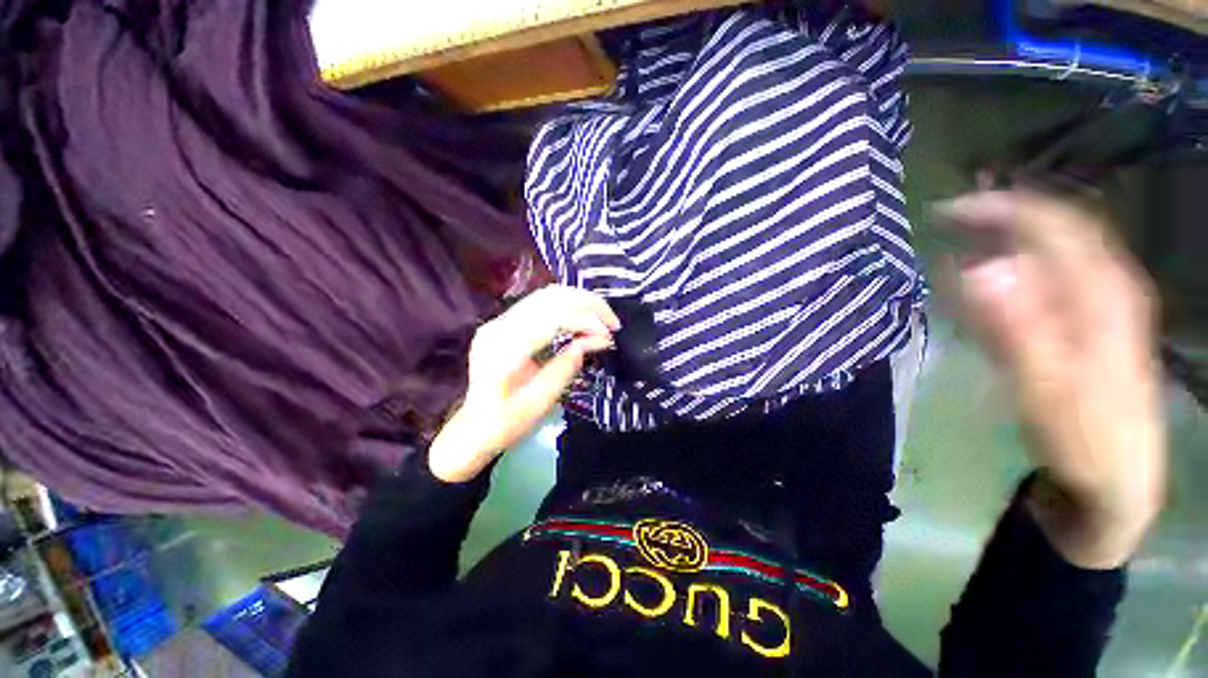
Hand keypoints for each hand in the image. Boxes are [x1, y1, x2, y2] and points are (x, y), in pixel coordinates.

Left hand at [428, 286, 619, 482]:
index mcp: (505, 350)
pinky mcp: (503, 323)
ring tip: (602, 318)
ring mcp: (498, 322)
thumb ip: (568, 365)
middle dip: (588, 304)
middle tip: (613, 322)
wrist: (473, 428)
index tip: (610, 335)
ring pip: (546, 295)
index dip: (586, 321)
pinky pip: (540, 304)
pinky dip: (567, 307)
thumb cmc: (507, 422)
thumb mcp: (542, 400)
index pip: (552, 319)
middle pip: (550, 298)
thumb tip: (599, 339)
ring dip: (579, 302)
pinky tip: (582, 319)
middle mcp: (499, 327)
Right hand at [946, 190, 1165, 568]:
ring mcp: (1097, 307)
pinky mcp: (1086, 327)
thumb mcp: (1046, 387)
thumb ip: (1015, 326)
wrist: (1114, 481)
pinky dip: (1012, 270)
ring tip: (957, 238)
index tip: (948, 210)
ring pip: (1051, 253)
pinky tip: (983, 278)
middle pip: (1055, 231)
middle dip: (1001, 216)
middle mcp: (1104, 288)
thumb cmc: (1083, 436)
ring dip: (1004, 239)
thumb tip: (978, 269)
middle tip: (946, 219)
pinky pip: (1048, 282)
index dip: (1004, 207)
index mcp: (1102, 295)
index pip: (1055, 225)